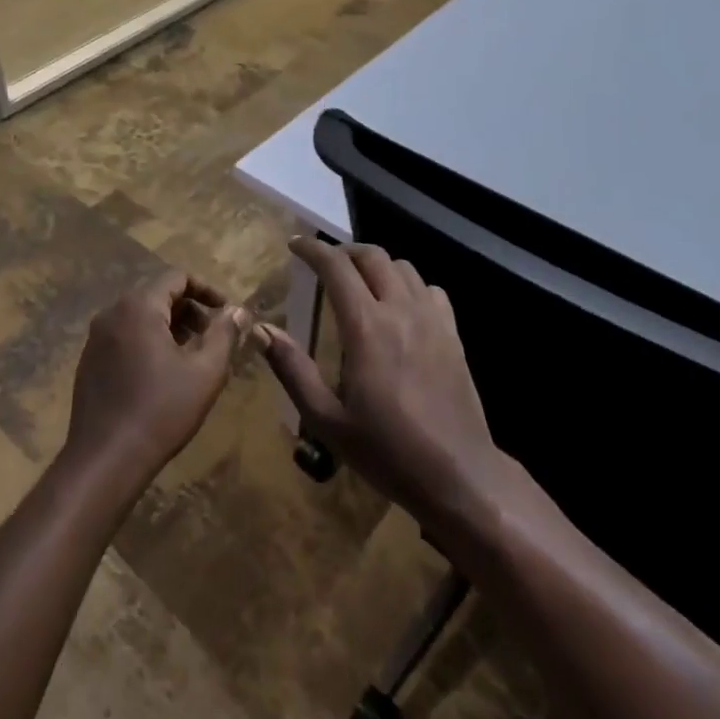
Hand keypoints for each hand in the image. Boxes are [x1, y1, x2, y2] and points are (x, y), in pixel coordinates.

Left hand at [66, 270, 249, 481]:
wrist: (105, 460)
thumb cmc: (161, 410)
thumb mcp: (205, 372)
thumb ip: (225, 334)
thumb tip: (238, 311)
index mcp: (139, 306)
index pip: (177, 277)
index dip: (207, 289)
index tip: (227, 312)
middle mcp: (112, 313)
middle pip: (158, 294)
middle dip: (190, 310)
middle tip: (214, 336)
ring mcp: (96, 338)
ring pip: (140, 317)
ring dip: (170, 327)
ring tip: (193, 356)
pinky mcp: (89, 362)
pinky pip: (125, 337)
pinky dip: (148, 341)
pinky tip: (163, 374)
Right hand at [261, 238, 508, 531]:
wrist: (458, 474)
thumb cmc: (387, 450)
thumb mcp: (327, 419)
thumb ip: (292, 369)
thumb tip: (261, 330)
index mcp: (366, 327)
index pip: (337, 267)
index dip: (313, 249)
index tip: (295, 245)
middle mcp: (400, 310)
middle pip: (372, 256)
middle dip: (344, 251)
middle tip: (325, 265)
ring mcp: (432, 319)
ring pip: (403, 267)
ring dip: (376, 265)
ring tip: (360, 283)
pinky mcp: (453, 334)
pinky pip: (430, 289)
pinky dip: (408, 285)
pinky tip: (400, 307)